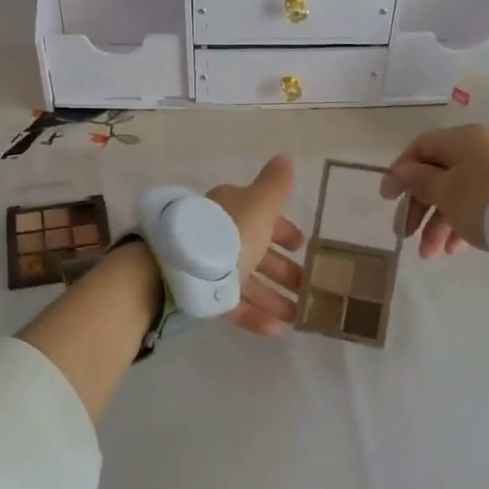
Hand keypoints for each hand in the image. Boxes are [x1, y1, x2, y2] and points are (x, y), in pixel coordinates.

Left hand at [206, 153, 305, 335]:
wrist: (182, 269)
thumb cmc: (228, 233)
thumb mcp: (259, 206)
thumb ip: (276, 186)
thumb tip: (286, 157)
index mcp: (233, 210)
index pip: (263, 218)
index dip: (285, 231)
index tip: (303, 246)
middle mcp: (221, 235)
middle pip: (257, 252)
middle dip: (283, 269)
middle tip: (307, 286)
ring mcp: (211, 266)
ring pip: (248, 282)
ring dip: (275, 298)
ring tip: (299, 317)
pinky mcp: (203, 294)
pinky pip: (234, 305)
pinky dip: (256, 316)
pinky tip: (278, 331)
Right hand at [380, 125, 488, 258]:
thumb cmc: (484, 199)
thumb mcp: (444, 191)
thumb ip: (417, 181)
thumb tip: (399, 171)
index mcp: (461, 140)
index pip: (421, 147)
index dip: (400, 171)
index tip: (388, 199)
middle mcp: (479, 150)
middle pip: (437, 174)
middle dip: (419, 207)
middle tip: (406, 233)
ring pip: (457, 194)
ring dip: (438, 224)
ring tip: (430, 254)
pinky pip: (477, 206)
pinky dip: (461, 225)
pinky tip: (454, 250)